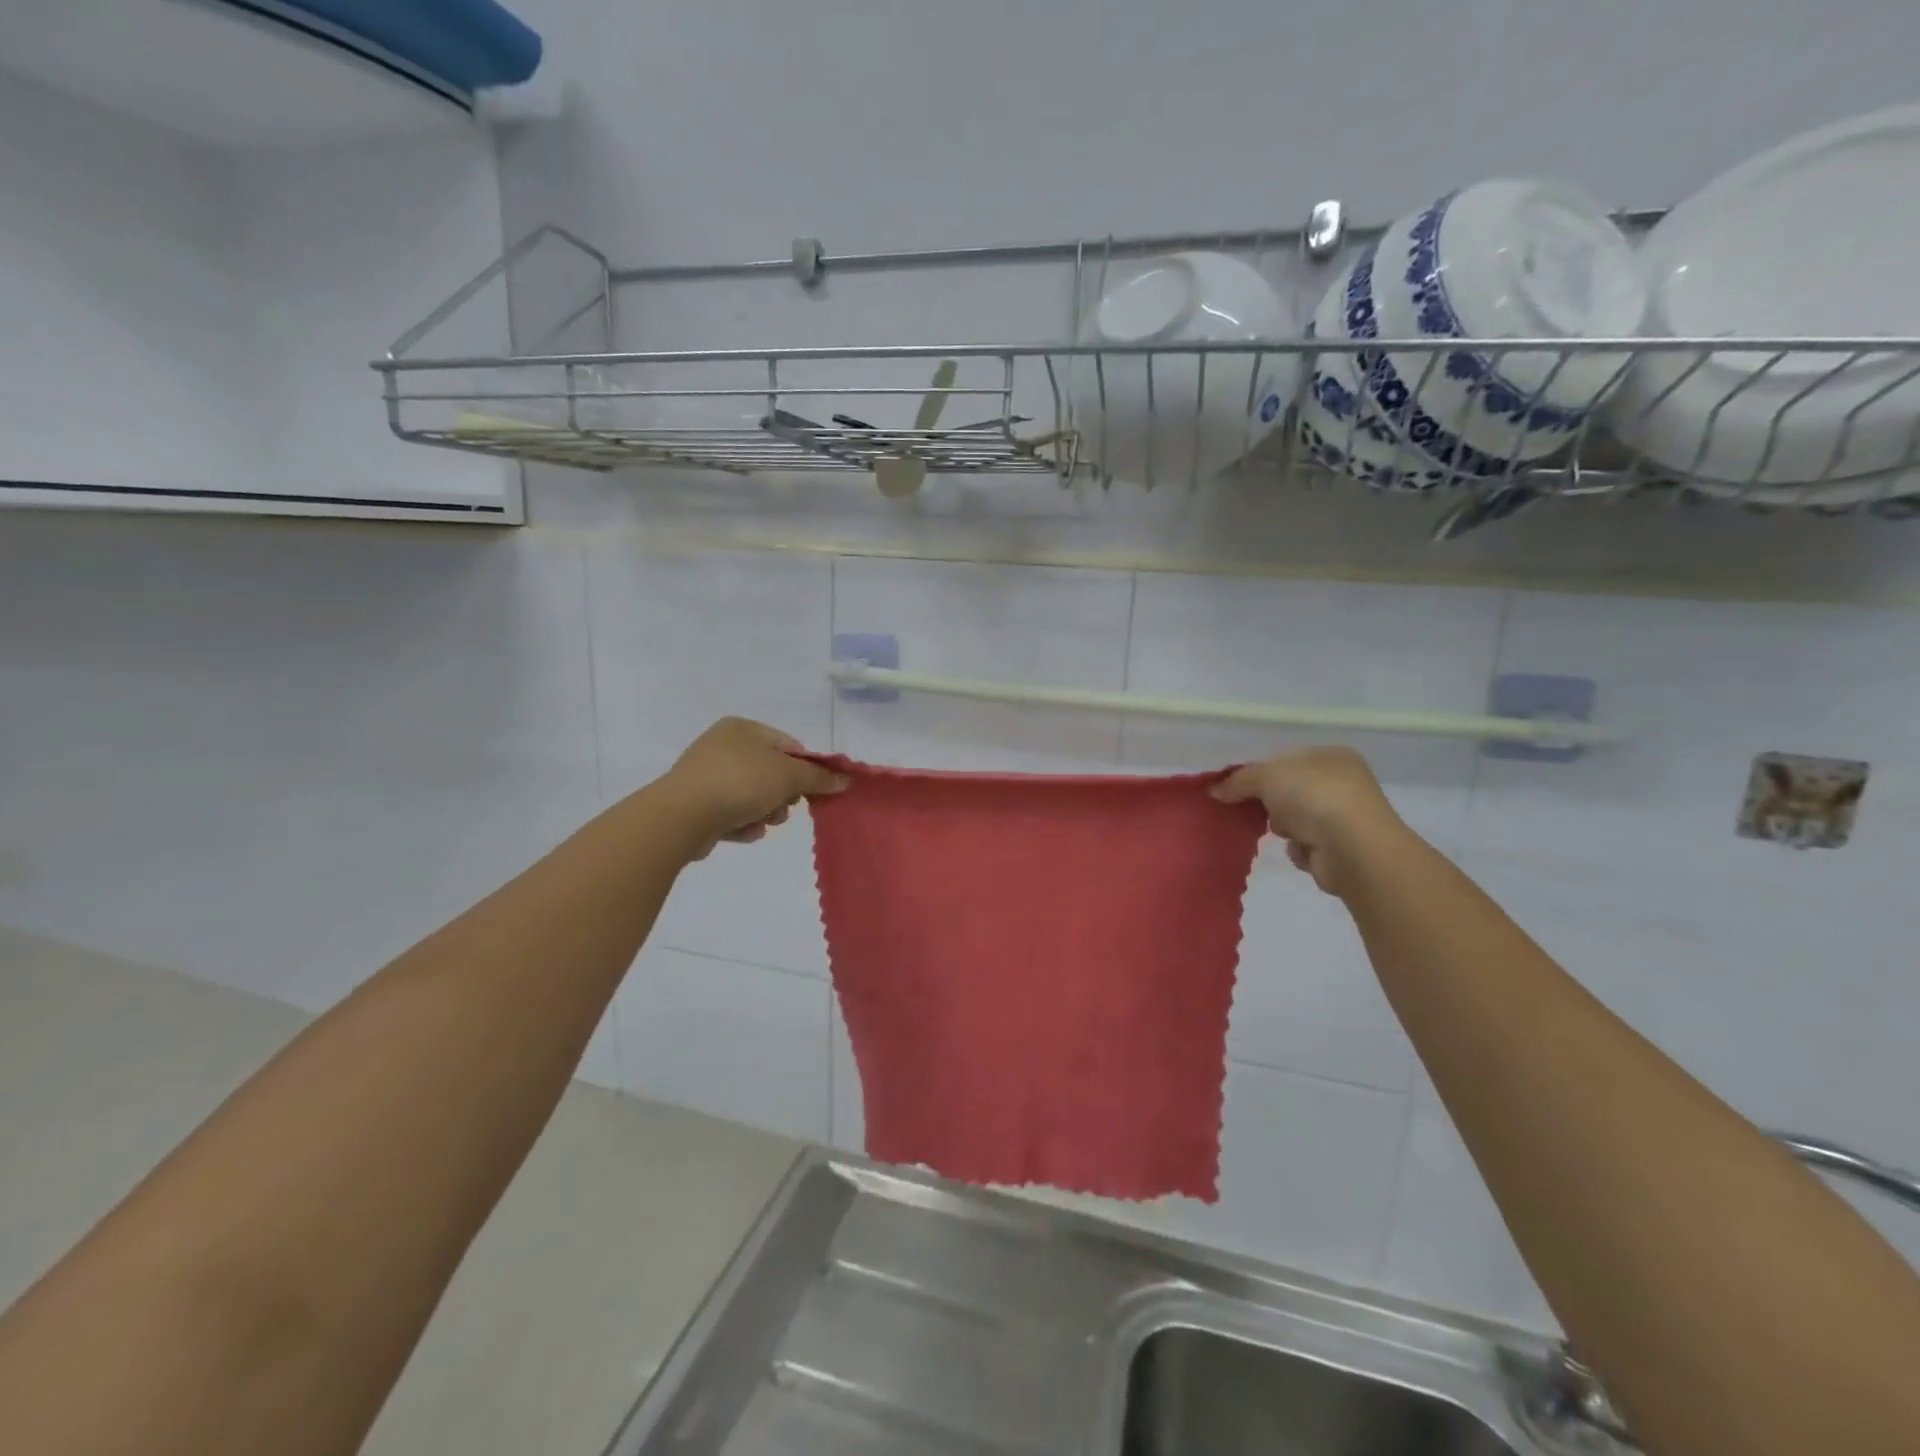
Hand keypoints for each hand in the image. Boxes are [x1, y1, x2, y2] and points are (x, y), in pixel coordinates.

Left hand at [656, 718, 848, 859]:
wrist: (682, 816)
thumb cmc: (740, 783)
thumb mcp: (789, 775)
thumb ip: (819, 777)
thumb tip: (845, 780)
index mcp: (743, 728)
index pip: (788, 745)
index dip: (807, 769)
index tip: (815, 791)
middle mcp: (722, 746)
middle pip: (771, 772)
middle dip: (783, 796)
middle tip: (784, 810)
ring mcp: (706, 775)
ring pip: (753, 795)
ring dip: (765, 813)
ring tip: (762, 824)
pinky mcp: (696, 804)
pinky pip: (731, 813)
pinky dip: (742, 823)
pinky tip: (743, 832)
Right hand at [1210, 747, 1408, 896]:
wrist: (1353, 849)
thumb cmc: (1314, 797)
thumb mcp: (1267, 776)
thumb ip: (1239, 780)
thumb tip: (1215, 790)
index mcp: (1332, 756)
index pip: (1287, 759)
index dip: (1260, 771)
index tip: (1237, 785)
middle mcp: (1344, 783)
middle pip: (1289, 790)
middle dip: (1271, 802)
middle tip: (1255, 809)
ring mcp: (1345, 817)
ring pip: (1295, 819)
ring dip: (1283, 827)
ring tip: (1285, 833)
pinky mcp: (1341, 849)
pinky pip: (1305, 845)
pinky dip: (1298, 849)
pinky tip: (1303, 849)